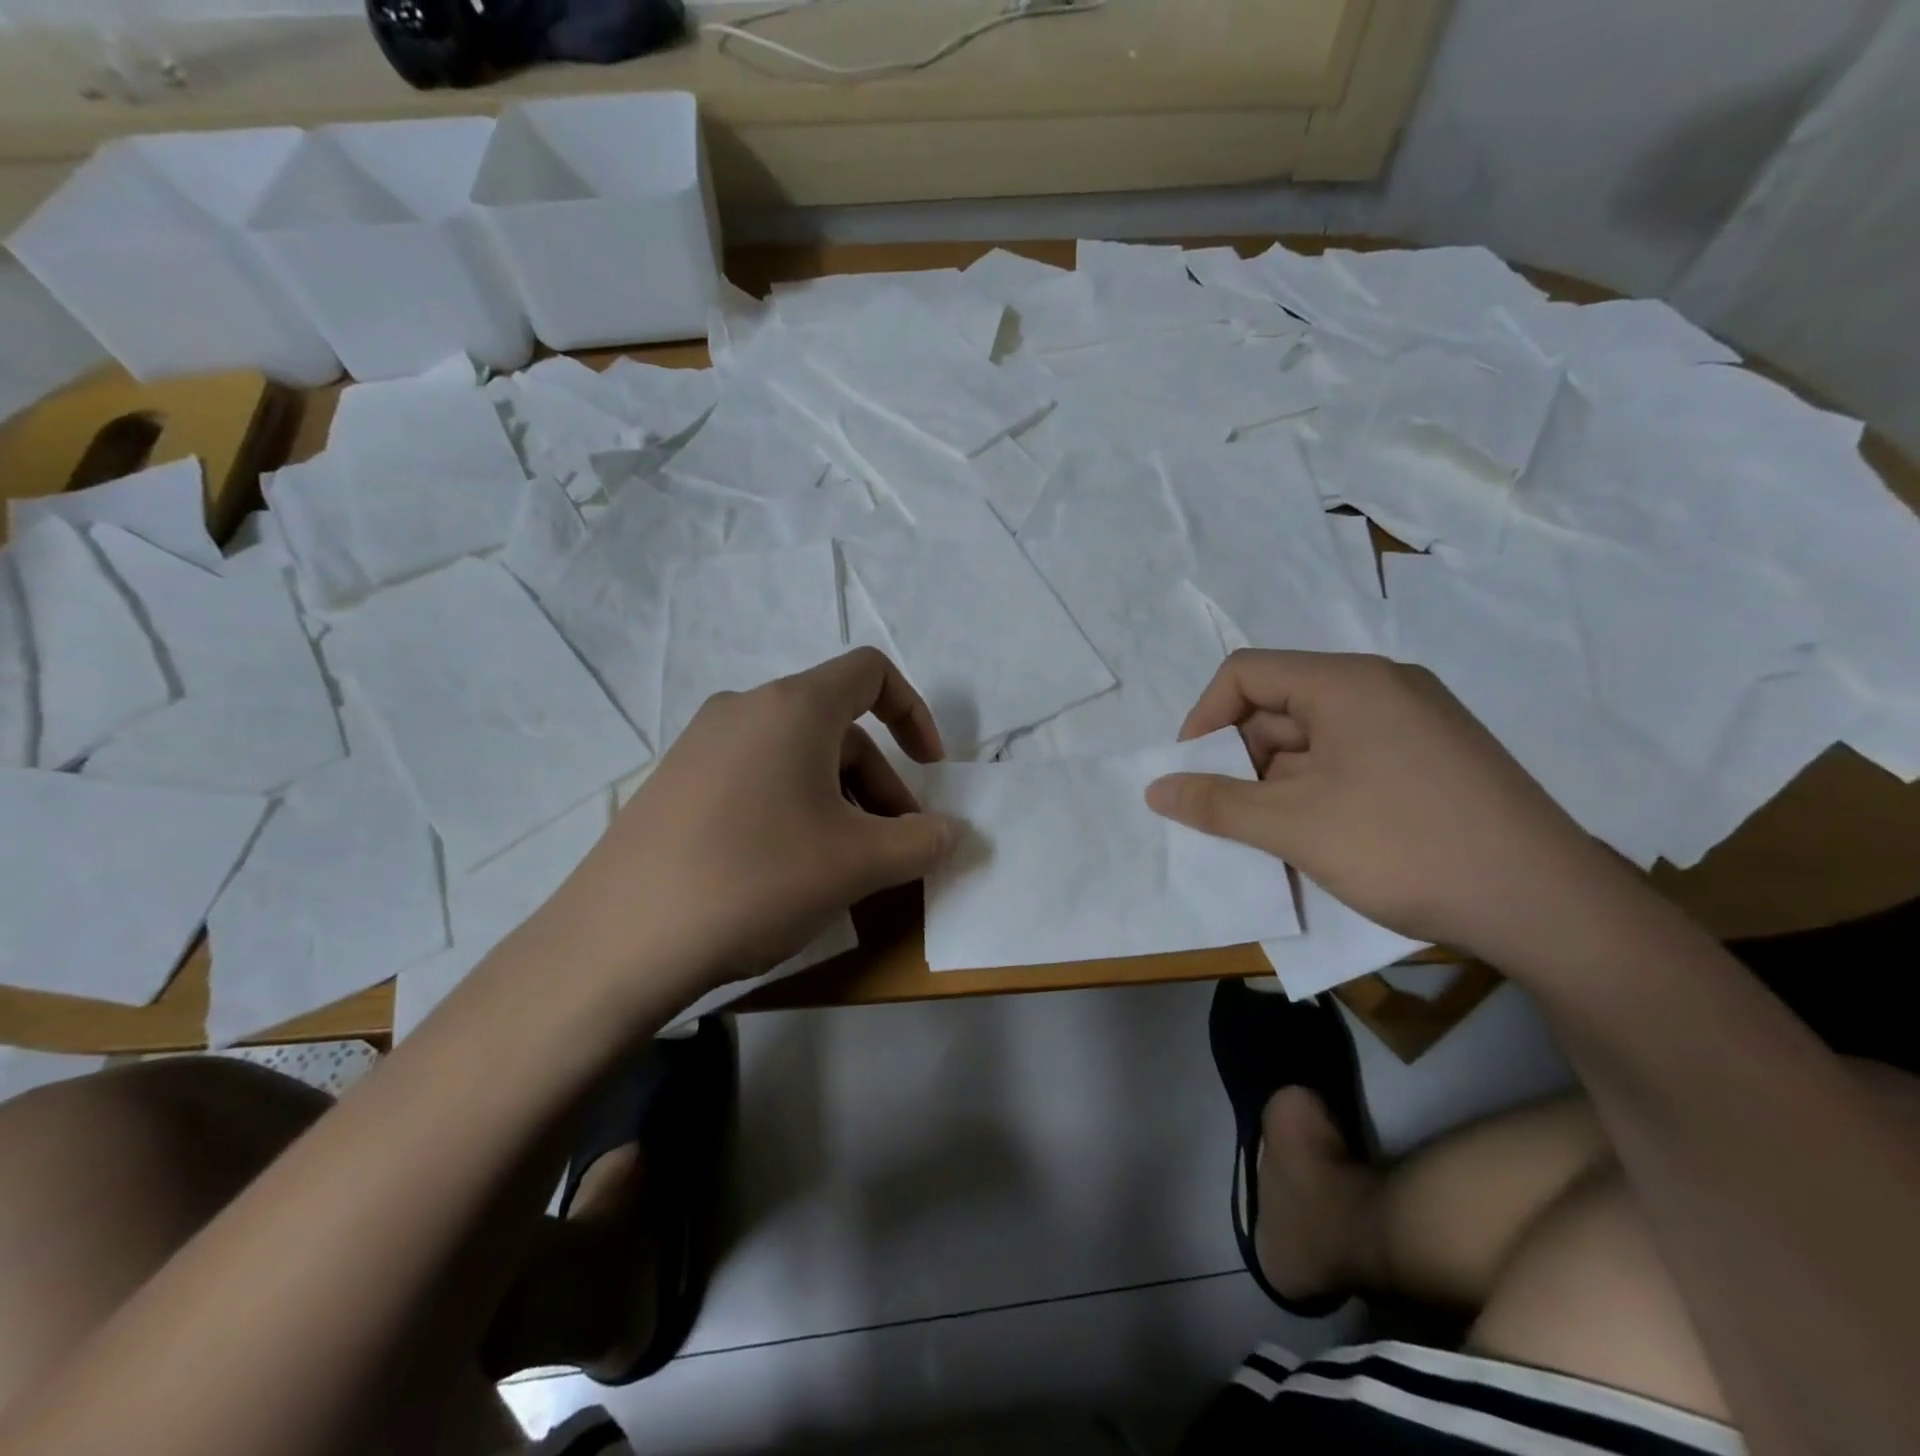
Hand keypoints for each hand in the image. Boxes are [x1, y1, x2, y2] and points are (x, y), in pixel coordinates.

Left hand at [544, 648, 958, 1000]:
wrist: (620, 940)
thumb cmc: (757, 878)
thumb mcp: (858, 863)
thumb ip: (921, 841)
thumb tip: (954, 832)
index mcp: (793, 706)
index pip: (871, 673)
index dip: (915, 714)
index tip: (931, 770)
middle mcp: (744, 709)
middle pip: (838, 728)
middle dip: (880, 784)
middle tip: (891, 848)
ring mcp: (701, 745)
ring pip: (797, 758)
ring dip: (839, 802)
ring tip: (843, 867)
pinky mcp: (674, 784)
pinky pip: (755, 779)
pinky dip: (792, 809)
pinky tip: (787, 871)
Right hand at [1144, 650, 1635, 960]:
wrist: (1549, 907)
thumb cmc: (1406, 847)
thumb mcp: (1294, 826)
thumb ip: (1216, 804)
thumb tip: (1155, 789)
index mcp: (1347, 683)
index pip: (1246, 673)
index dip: (1204, 718)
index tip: (1191, 773)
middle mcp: (1382, 689)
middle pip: (1279, 707)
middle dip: (1240, 760)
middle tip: (1225, 816)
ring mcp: (1414, 725)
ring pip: (1314, 742)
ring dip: (1276, 786)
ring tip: (1268, 841)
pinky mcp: (1433, 762)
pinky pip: (1350, 763)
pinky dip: (1316, 795)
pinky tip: (1314, 842)